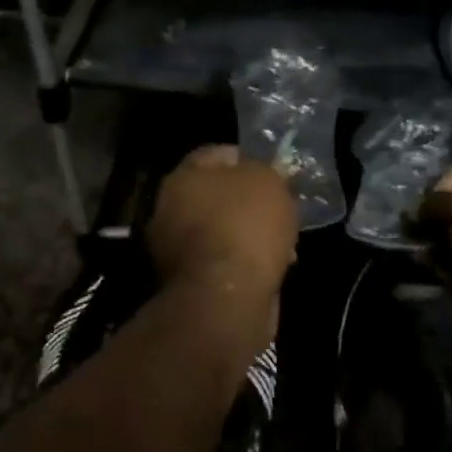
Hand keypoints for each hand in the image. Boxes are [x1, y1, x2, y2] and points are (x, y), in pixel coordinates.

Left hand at [147, 145, 297, 297]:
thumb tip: (265, 175)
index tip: (276, 173)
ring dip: (248, 236)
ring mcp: (174, 249)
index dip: (249, 159)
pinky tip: (270, 269)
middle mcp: (169, 209)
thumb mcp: (269, 182)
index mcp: (183, 176)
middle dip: (249, 203)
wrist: (226, 298)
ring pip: (220, 231)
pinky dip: (243, 263)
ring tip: (282, 245)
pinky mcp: (187, 282)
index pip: (217, 154)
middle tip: (280, 210)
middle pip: (216, 195)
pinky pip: (222, 262)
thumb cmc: (245, 227)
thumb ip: (267, 171)